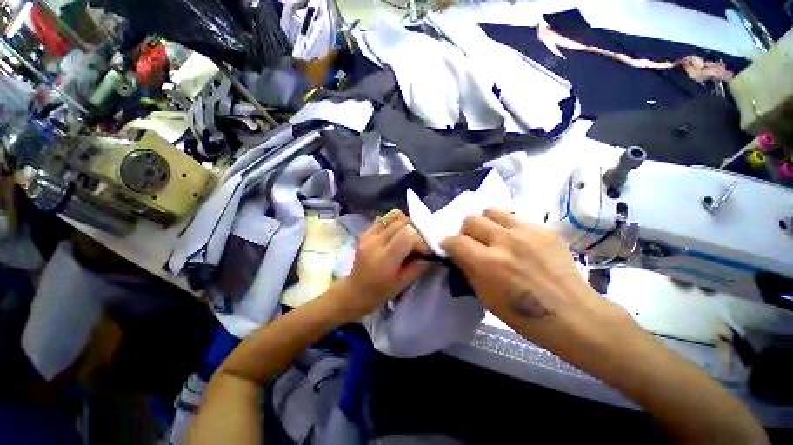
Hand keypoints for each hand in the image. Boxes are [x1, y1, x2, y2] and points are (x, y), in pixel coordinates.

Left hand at [334, 209, 430, 319]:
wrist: (355, 290)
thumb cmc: (380, 292)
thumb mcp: (404, 282)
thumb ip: (419, 265)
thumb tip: (432, 251)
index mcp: (384, 259)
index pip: (408, 236)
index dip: (420, 241)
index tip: (425, 250)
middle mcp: (375, 243)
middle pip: (402, 223)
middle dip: (415, 231)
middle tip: (418, 243)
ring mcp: (368, 235)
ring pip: (394, 216)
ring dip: (406, 223)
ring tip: (409, 235)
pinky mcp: (365, 232)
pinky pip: (384, 218)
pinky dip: (395, 221)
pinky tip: (397, 233)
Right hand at [440, 209, 615, 333]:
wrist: (574, 315)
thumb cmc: (524, 316)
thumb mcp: (485, 297)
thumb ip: (468, 269)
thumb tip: (457, 253)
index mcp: (488, 263)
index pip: (455, 241)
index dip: (447, 243)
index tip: (449, 248)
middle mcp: (505, 241)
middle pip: (471, 219)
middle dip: (465, 231)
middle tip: (472, 242)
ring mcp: (527, 232)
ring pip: (491, 210)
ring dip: (485, 222)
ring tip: (493, 235)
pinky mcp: (544, 229)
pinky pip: (515, 217)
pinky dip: (507, 226)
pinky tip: (516, 240)